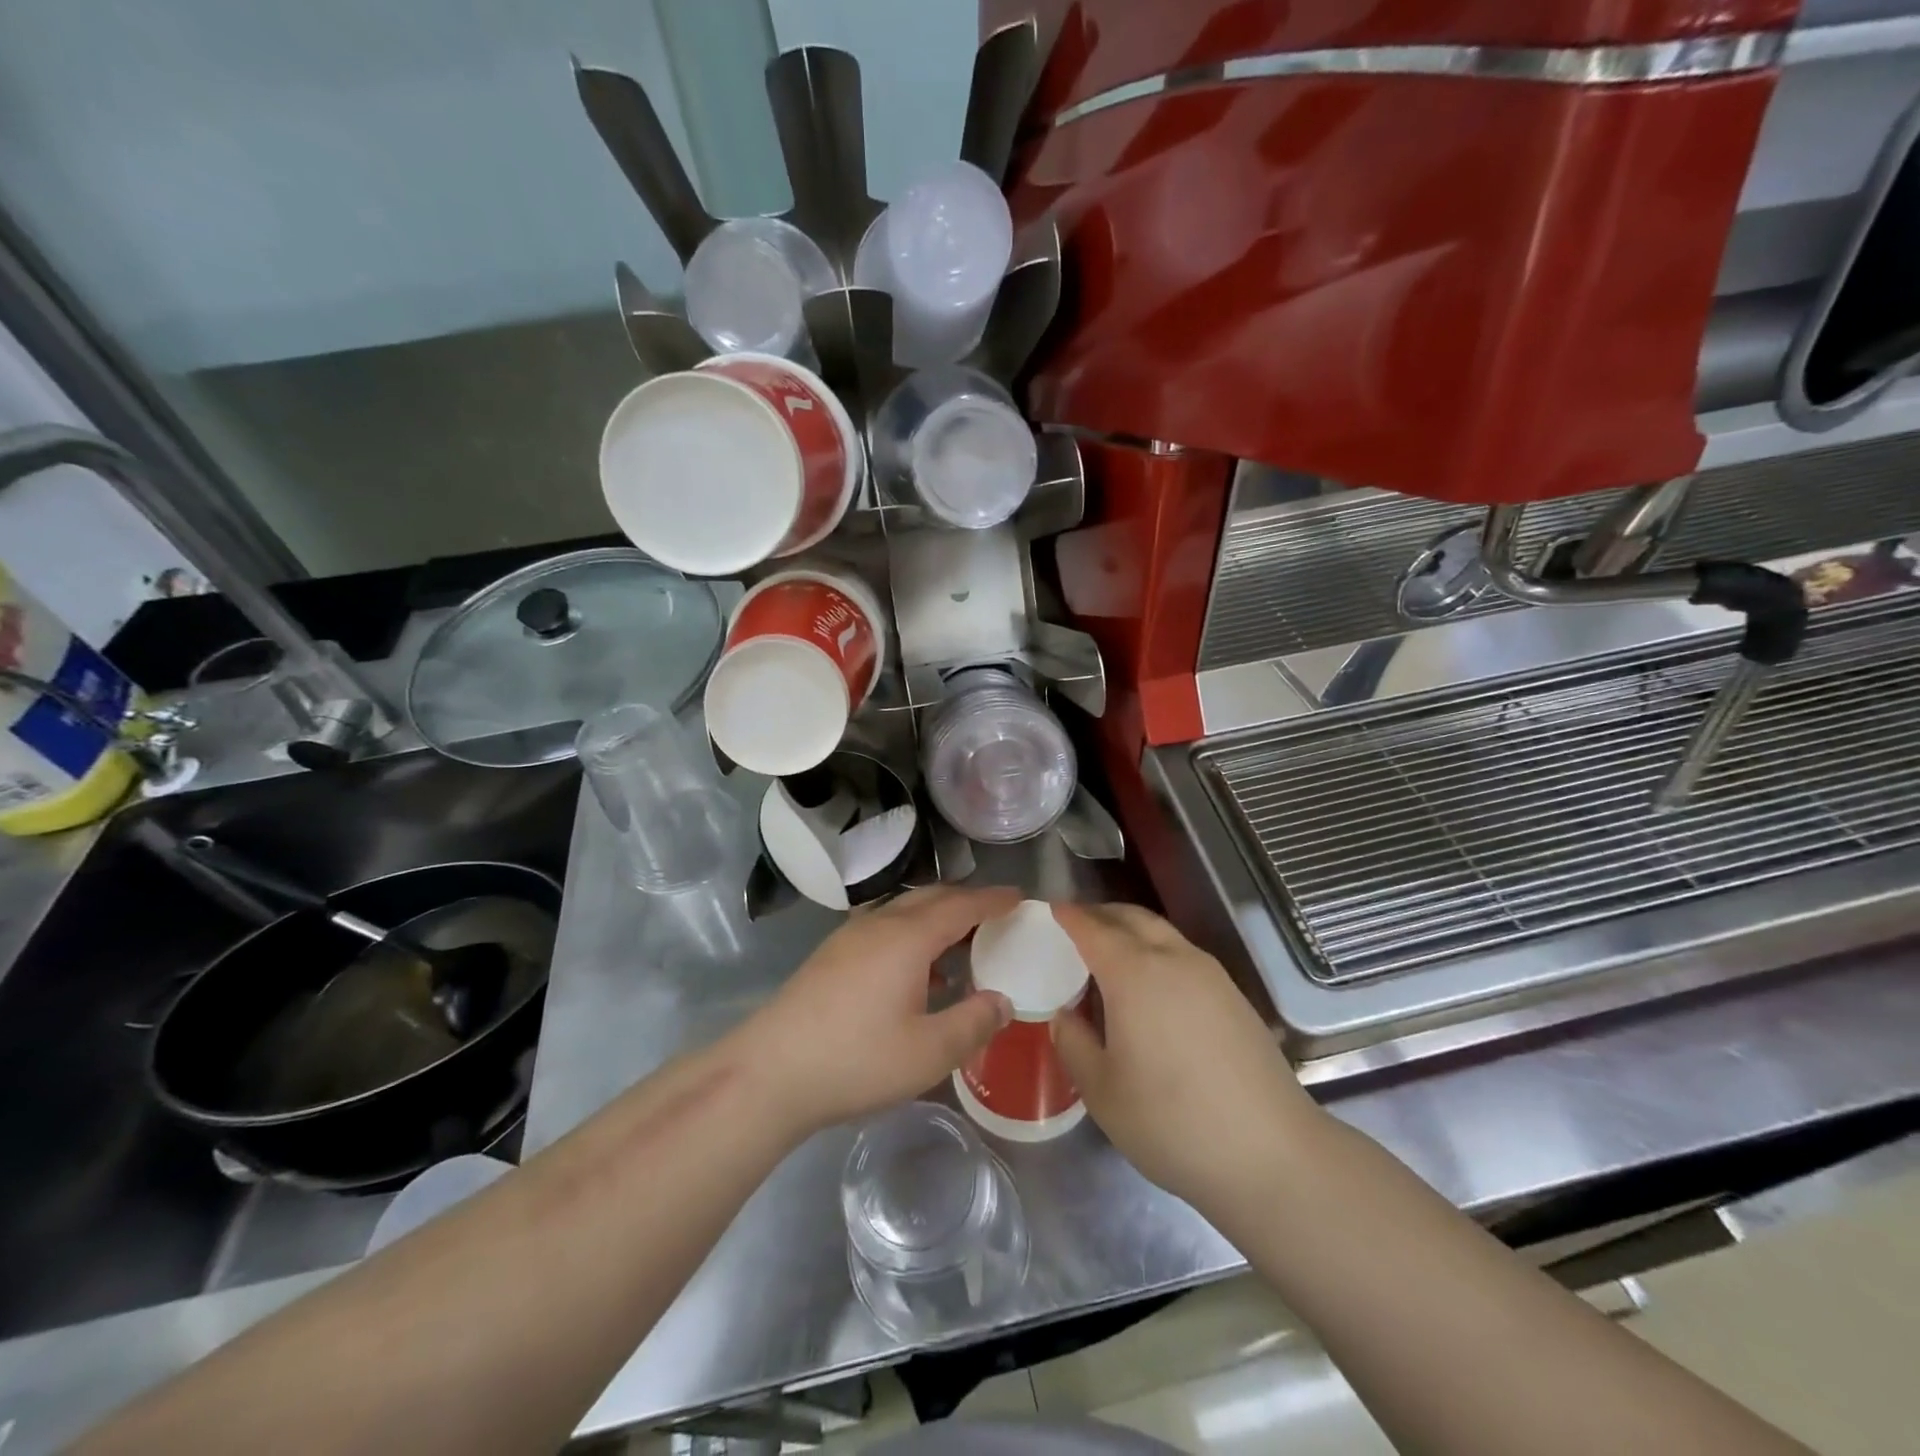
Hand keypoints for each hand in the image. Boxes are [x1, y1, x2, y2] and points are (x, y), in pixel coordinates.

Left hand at [731, 885, 1020, 1138]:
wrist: (770, 1072)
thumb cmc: (857, 1059)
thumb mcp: (929, 1052)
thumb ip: (973, 1022)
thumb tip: (1002, 1000)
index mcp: (908, 937)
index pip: (962, 905)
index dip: (994, 900)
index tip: (1020, 898)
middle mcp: (880, 924)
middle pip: (931, 897)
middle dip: (966, 900)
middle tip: (995, 917)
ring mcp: (850, 937)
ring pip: (904, 909)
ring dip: (936, 916)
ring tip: (959, 943)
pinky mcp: (831, 954)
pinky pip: (884, 926)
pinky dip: (912, 932)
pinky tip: (915, 969)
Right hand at [1049, 903, 1321, 1220]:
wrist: (1271, 1153)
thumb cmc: (1172, 1121)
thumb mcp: (1102, 1092)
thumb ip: (1074, 1044)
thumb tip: (1064, 1015)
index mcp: (1134, 973)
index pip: (1093, 928)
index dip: (1069, 916)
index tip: (1050, 910)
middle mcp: (1173, 959)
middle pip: (1131, 917)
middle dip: (1100, 914)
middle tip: (1075, 927)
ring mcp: (1210, 975)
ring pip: (1162, 932)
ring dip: (1131, 930)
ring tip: (1109, 955)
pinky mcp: (1234, 996)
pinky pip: (1183, 954)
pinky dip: (1157, 951)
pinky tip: (1151, 986)